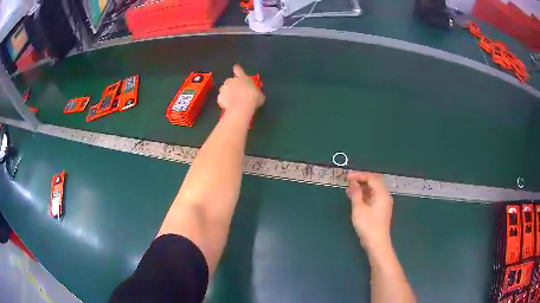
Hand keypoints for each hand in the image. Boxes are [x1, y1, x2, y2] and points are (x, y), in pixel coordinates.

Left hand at [217, 64, 264, 114]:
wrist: (241, 107)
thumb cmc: (253, 99)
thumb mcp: (260, 95)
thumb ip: (257, 92)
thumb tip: (257, 94)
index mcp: (243, 78)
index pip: (238, 69)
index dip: (237, 69)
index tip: (235, 68)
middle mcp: (232, 80)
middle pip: (230, 80)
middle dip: (232, 85)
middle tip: (236, 92)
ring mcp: (224, 88)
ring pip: (224, 89)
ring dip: (227, 93)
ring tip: (231, 100)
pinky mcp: (219, 96)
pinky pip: (221, 98)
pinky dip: (223, 101)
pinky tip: (228, 106)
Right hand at [346, 171, 392, 252]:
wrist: (377, 243)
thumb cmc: (368, 225)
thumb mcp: (359, 208)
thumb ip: (356, 193)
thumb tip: (353, 183)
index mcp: (382, 193)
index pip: (371, 178)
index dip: (359, 175)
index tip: (347, 177)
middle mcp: (385, 196)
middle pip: (374, 182)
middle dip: (361, 180)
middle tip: (348, 181)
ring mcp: (384, 203)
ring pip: (374, 190)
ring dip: (362, 188)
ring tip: (349, 190)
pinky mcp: (381, 210)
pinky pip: (373, 197)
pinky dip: (365, 195)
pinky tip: (356, 198)